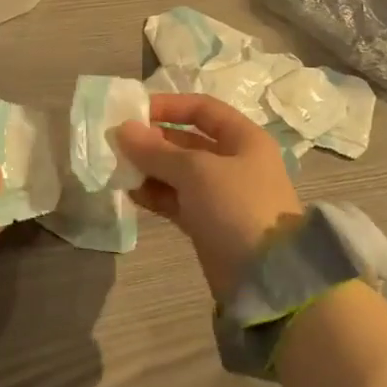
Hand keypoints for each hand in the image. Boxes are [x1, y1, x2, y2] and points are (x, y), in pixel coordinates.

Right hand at [116, 93, 304, 302]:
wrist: (267, 280)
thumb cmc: (237, 207)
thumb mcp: (196, 171)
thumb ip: (156, 150)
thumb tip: (122, 129)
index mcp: (244, 139)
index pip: (203, 109)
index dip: (169, 106)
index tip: (134, 111)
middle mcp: (234, 162)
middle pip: (188, 141)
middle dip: (153, 140)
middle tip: (118, 143)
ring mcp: (222, 195)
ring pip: (179, 173)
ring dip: (150, 169)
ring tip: (119, 169)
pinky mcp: (209, 224)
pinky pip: (177, 200)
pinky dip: (156, 195)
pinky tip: (131, 193)